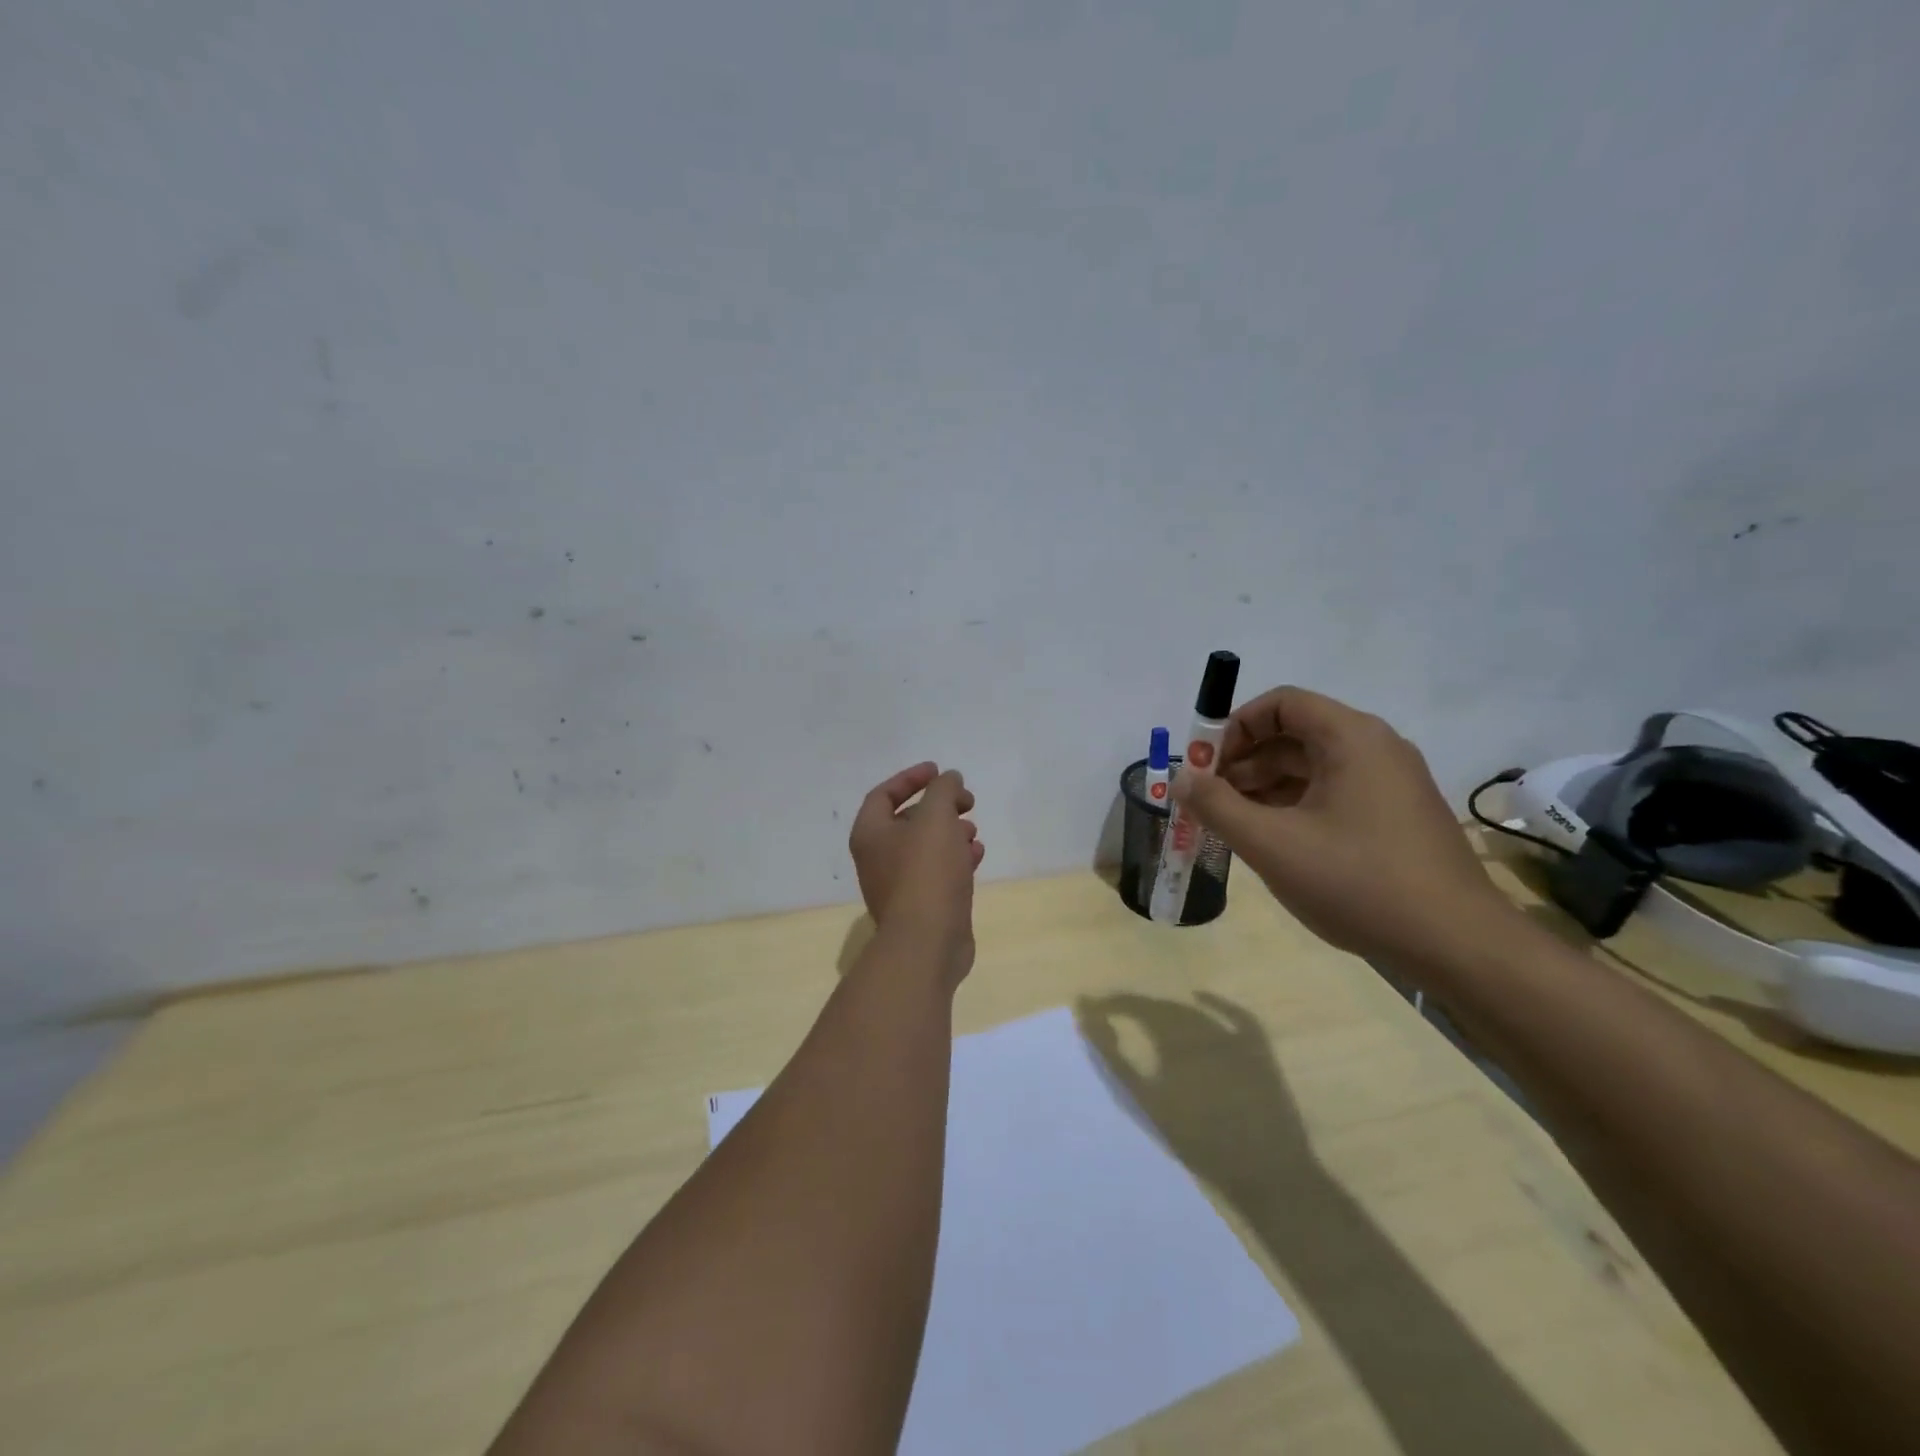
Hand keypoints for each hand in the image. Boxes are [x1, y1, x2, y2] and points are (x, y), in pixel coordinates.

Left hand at [849, 763, 984, 981]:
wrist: (928, 942)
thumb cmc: (926, 872)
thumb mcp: (937, 818)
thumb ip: (943, 790)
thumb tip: (949, 779)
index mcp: (870, 834)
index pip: (884, 794)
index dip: (911, 778)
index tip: (940, 771)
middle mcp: (878, 858)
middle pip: (907, 820)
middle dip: (938, 806)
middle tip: (966, 801)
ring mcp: (898, 885)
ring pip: (925, 847)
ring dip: (950, 832)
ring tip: (974, 828)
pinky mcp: (921, 906)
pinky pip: (937, 872)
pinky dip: (956, 858)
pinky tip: (978, 854)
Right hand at [1174, 686, 1514, 968]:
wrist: (1457, 945)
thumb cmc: (1358, 882)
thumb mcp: (1272, 844)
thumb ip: (1216, 806)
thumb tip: (1180, 778)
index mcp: (1351, 738)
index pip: (1281, 703)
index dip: (1234, 727)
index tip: (1205, 766)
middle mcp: (1375, 749)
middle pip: (1294, 735)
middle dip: (1243, 763)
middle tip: (1209, 801)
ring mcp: (1391, 784)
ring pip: (1312, 768)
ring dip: (1265, 789)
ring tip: (1233, 825)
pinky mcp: (1396, 817)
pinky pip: (1333, 794)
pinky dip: (1295, 808)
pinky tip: (1272, 842)